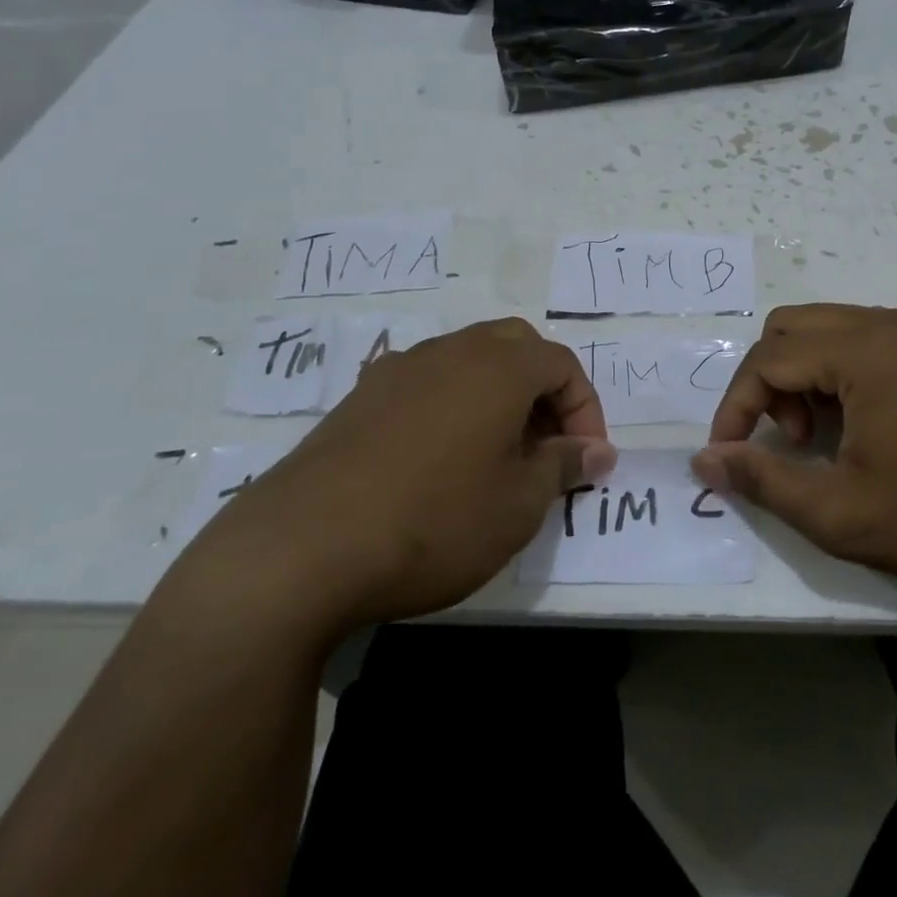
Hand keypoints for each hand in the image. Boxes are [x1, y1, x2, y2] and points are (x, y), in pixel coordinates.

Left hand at [165, 318, 615, 646]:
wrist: (299, 550)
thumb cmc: (434, 522)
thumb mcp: (518, 505)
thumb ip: (563, 466)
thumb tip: (597, 451)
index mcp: (497, 366)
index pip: (562, 364)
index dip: (585, 410)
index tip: (585, 461)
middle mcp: (450, 351)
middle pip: (516, 346)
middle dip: (544, 391)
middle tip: (546, 447)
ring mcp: (398, 369)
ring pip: (467, 360)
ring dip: (497, 396)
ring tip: (497, 455)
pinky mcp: (359, 397)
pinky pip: (425, 383)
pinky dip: (452, 406)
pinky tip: (439, 459)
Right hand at [692, 304, 896, 603]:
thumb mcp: (838, 512)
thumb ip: (762, 479)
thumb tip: (704, 460)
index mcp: (864, 351)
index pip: (768, 358)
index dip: (736, 406)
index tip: (729, 454)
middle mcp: (887, 325)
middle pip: (790, 328)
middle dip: (768, 382)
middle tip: (788, 441)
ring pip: (823, 329)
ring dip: (800, 375)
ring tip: (819, 437)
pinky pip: (859, 339)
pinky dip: (834, 371)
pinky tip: (854, 424)